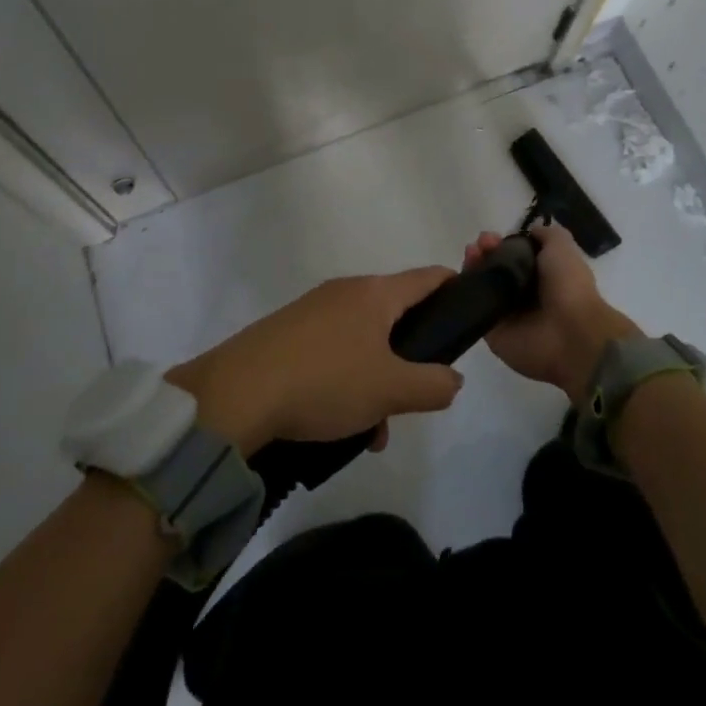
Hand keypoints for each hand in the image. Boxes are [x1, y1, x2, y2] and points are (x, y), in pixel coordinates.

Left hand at [166, 269, 465, 454]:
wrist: (237, 393)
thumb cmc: (325, 381)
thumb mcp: (389, 390)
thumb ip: (432, 385)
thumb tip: (453, 378)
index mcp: (375, 293)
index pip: (427, 277)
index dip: (452, 287)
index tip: (468, 309)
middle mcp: (346, 291)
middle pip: (394, 313)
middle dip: (410, 355)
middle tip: (415, 394)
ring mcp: (313, 309)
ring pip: (363, 339)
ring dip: (377, 378)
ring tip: (373, 429)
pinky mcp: (288, 332)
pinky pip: (333, 350)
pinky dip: (346, 379)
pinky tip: (338, 423)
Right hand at [463, 223, 642, 402]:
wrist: (570, 334)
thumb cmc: (568, 286)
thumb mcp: (562, 247)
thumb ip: (546, 235)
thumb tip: (529, 231)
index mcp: (541, 275)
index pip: (512, 255)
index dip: (500, 243)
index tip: (490, 238)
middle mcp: (522, 293)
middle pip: (494, 269)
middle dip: (484, 253)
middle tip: (478, 246)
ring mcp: (505, 313)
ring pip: (481, 286)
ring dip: (472, 268)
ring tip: (470, 255)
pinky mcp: (491, 331)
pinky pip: (472, 308)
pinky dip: (463, 293)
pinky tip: (457, 277)